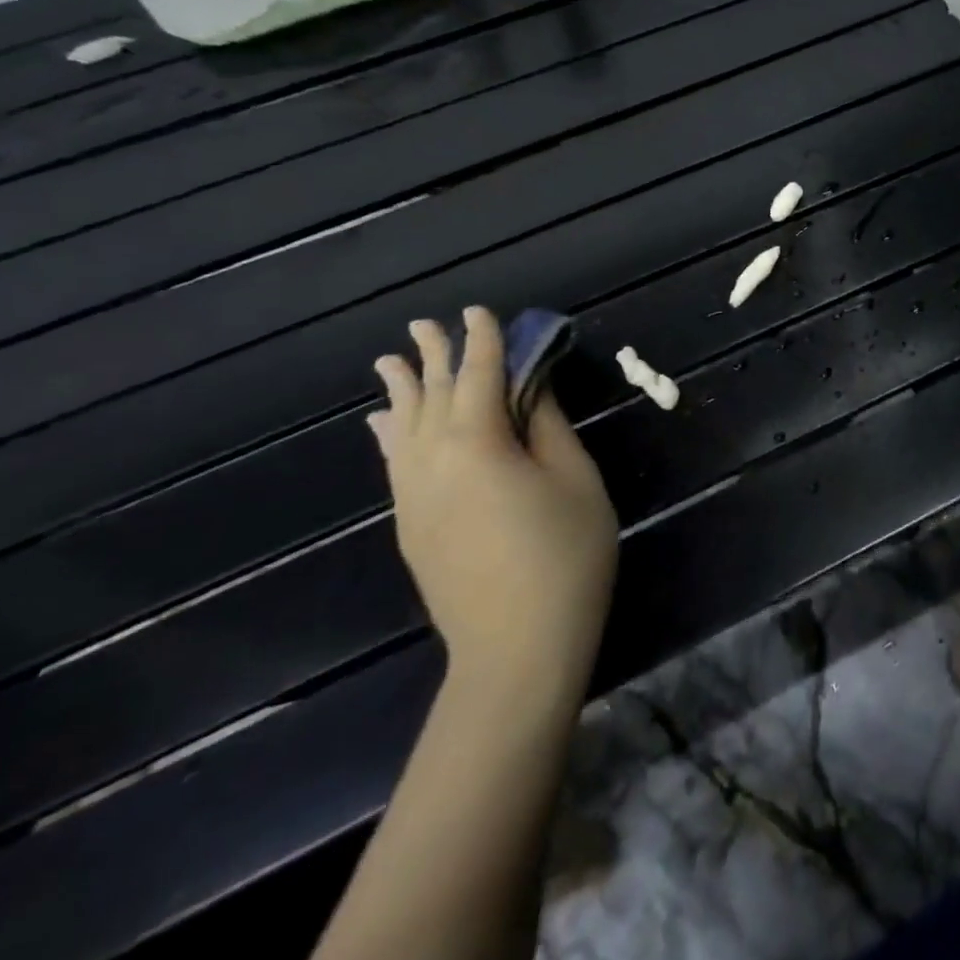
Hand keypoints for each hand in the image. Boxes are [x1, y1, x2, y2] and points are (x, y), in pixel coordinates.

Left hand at [370, 307, 617, 701]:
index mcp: (479, 444)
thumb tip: (531, 388)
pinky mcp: (411, 525)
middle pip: (432, 396)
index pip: (480, 377)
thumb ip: (548, 427)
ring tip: (392, 360)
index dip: (483, 342)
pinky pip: (394, 464)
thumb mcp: (576, 480)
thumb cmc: (565, 555)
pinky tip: (383, 424)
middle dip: (433, 357)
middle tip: (425, 324)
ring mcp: (414, 497)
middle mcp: (433, 462)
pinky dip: (389, 435)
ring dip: (402, 391)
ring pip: (403, 429)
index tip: (479, 311)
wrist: (515, 648)